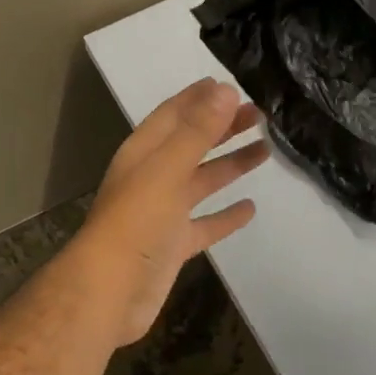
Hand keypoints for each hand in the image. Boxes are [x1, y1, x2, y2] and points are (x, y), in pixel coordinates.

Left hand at [72, 78, 270, 346]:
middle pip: (191, 144)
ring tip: (265, 150)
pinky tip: (250, 208)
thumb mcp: (167, 169)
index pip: (173, 114)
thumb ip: (197, 131)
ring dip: (229, 164)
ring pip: (201, 180)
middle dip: (222, 127)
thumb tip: (225, 89)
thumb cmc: (136, 222)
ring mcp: (163, 212)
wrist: (111, 291)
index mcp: (144, 153)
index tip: (230, 83)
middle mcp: (153, 177)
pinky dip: (225, 215)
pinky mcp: (174, 245)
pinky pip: (205, 224)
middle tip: (259, 113)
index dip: (198, 98)